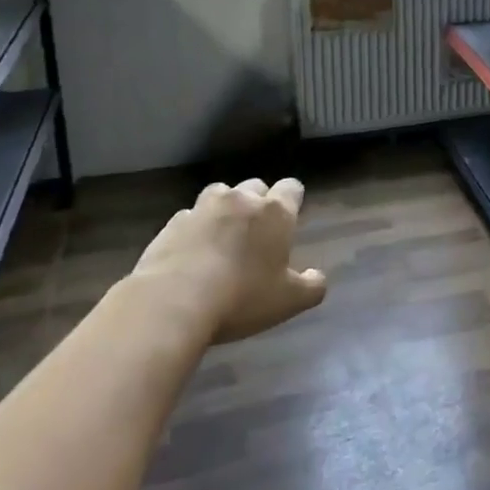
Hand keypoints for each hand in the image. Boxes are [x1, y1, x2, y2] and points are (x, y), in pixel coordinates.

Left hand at [132, 178, 327, 342]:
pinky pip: (189, 217)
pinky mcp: (171, 224)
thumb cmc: (241, 298)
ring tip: (222, 236)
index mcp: (275, 212)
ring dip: (224, 209)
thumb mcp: (288, 301)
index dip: (293, 199)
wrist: (172, 303)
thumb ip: (311, 286)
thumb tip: (317, 277)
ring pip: (219, 195)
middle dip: (258, 202)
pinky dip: (194, 229)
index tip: (291, 217)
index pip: (291, 187)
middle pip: (255, 186)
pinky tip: (191, 253)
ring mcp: (202, 208)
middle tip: (256, 232)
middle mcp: (240, 200)